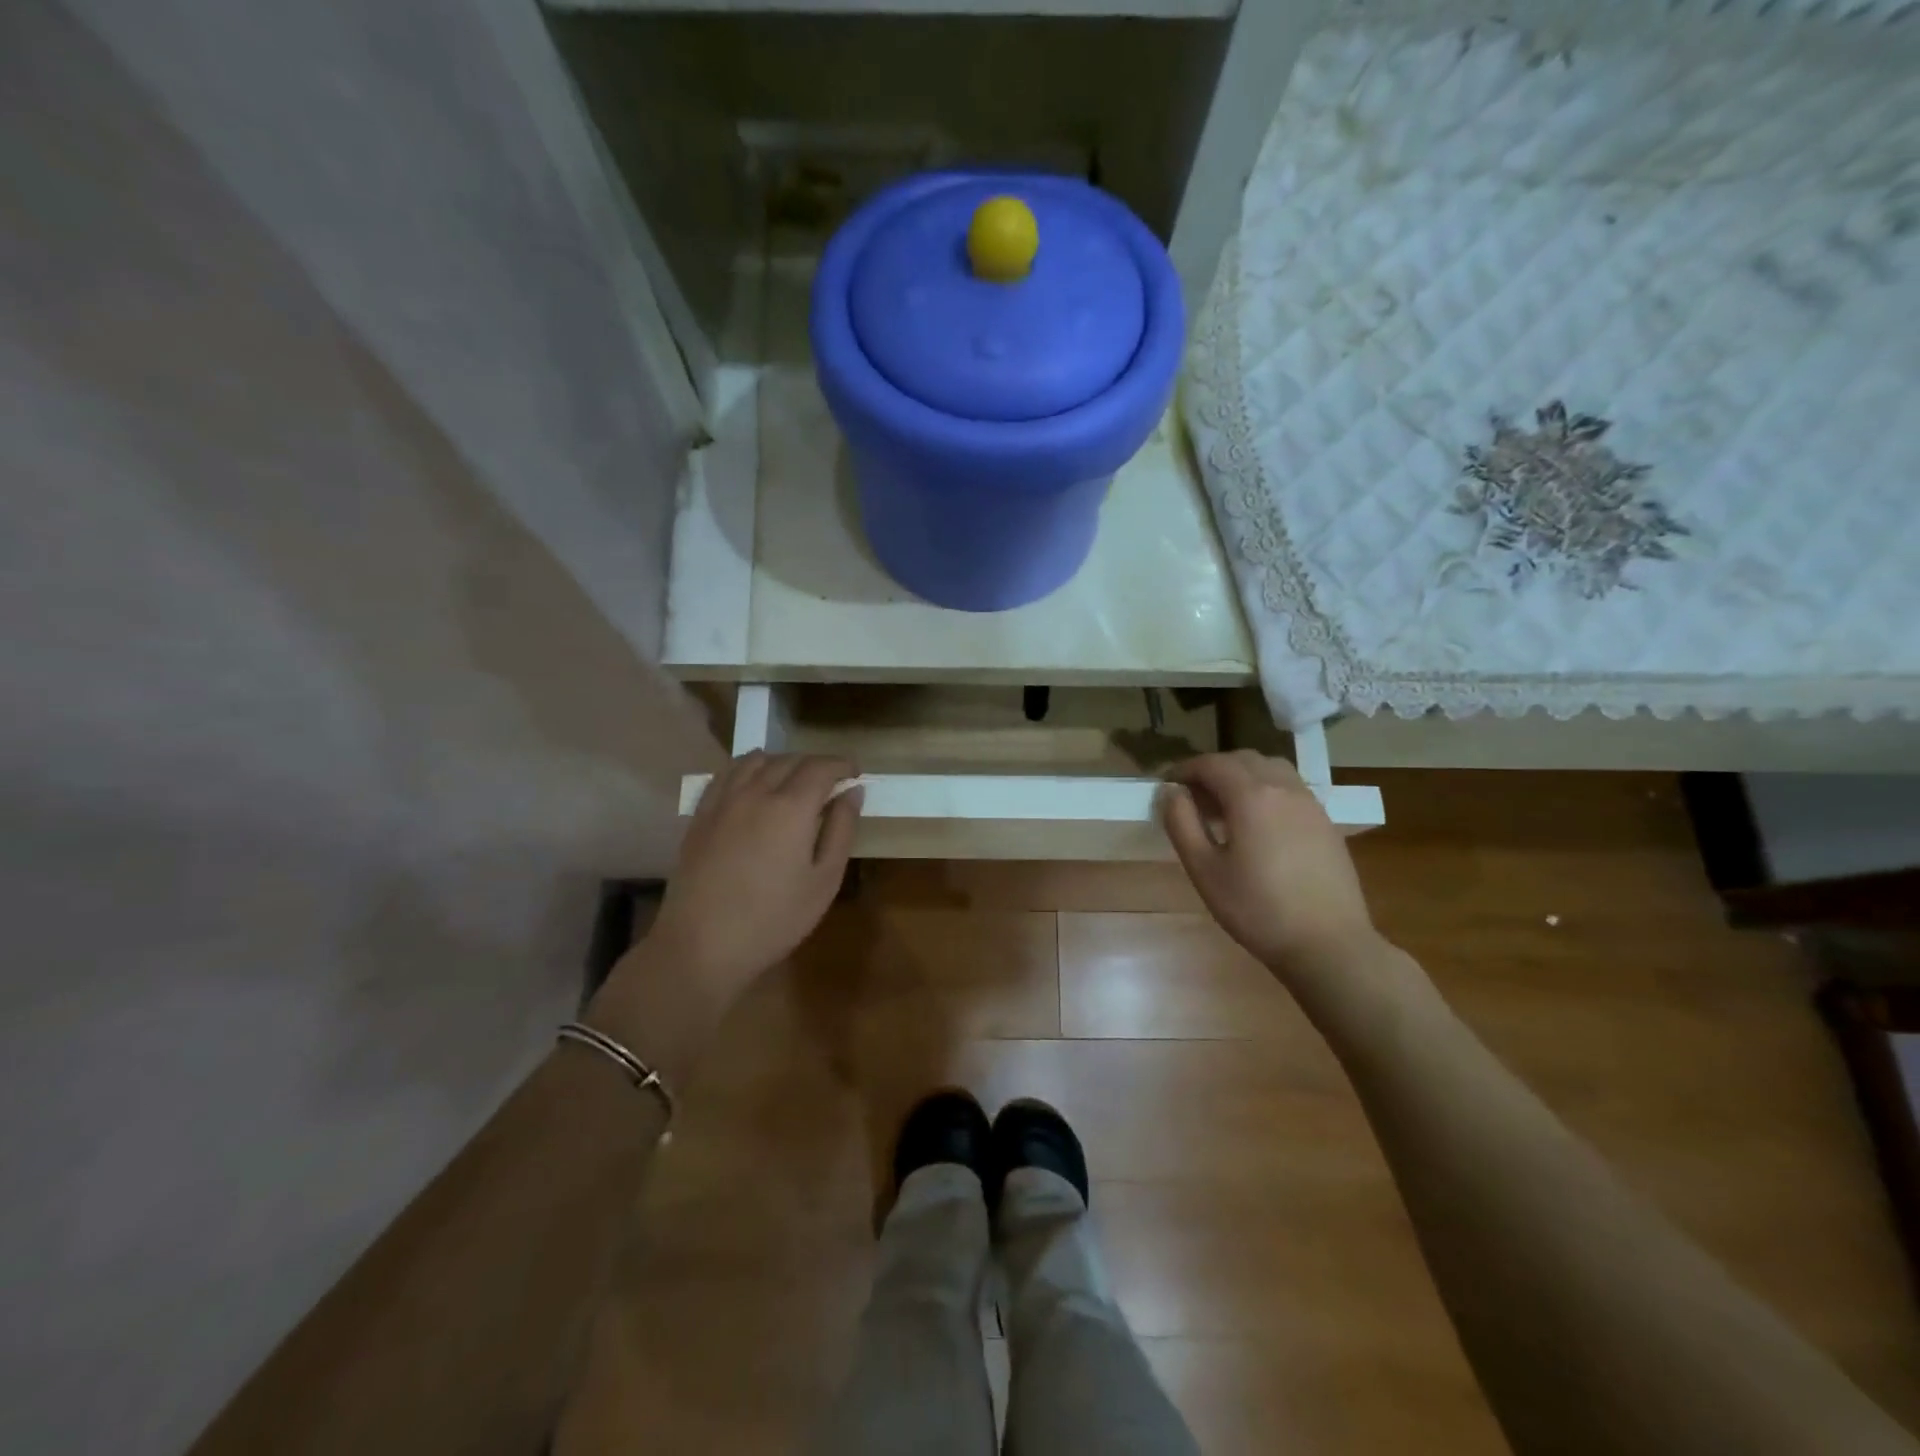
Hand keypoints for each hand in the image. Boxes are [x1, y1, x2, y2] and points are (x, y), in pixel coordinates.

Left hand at [642, 752, 861, 1000]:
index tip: (855, 773)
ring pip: (755, 760)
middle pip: (789, 760)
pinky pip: (726, 774)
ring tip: (793, 780)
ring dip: (781, 762)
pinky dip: (747, 769)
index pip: (821, 767)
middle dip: (816, 764)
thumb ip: (841, 830)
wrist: (701, 946)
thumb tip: (852, 792)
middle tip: (831, 782)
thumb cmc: (774, 920)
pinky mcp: (701, 815)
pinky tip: (752, 784)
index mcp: (791, 807)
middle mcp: (756, 792)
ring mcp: (723, 801)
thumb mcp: (824, 881)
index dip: (842, 765)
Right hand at [1161, 751, 1378, 982]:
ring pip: (1271, 769)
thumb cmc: (1257, 909)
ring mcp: (1310, 804)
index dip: (1184, 769)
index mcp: (1251, 796)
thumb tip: (1170, 792)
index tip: (1166, 786)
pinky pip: (1290, 788)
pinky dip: (1266, 790)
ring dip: (1242, 776)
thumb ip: (1182, 824)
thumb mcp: (1204, 870)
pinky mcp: (1325, 822)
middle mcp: (1283, 788)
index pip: (1212, 764)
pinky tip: (1257, 825)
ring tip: (1225, 807)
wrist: (1328, 944)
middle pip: (1243, 759)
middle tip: (1192, 798)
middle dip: (1213, 769)